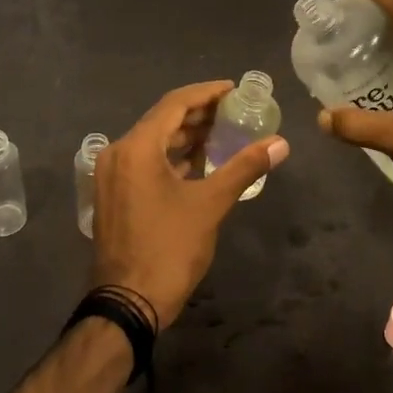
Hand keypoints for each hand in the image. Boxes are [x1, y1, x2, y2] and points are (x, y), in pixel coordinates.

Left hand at [91, 80, 289, 327]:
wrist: (127, 303)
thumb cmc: (169, 249)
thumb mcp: (210, 205)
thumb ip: (244, 168)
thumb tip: (280, 143)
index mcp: (137, 147)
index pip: (174, 104)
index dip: (206, 93)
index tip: (234, 89)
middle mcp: (118, 153)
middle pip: (161, 120)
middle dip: (198, 114)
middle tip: (233, 111)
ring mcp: (111, 175)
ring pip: (152, 142)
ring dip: (185, 136)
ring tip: (222, 133)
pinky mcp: (113, 194)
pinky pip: (144, 162)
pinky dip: (170, 157)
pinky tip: (198, 163)